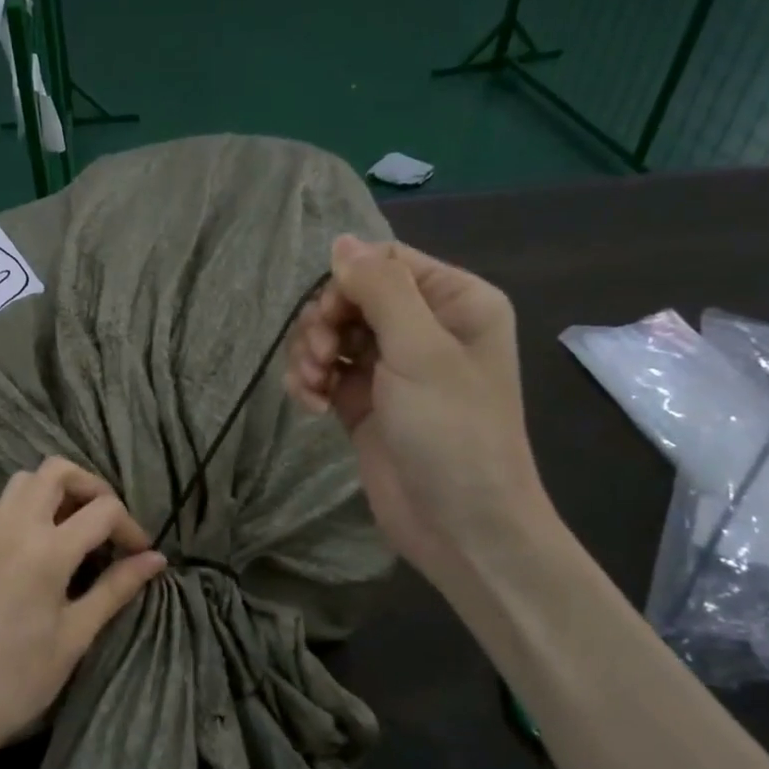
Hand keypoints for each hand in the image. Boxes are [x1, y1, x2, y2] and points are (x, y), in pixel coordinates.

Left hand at [0, 456, 165, 763]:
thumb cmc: (21, 678)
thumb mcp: (77, 634)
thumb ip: (116, 588)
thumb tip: (156, 559)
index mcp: (47, 551)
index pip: (103, 511)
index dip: (131, 528)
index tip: (141, 555)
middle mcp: (15, 528)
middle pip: (56, 471)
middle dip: (91, 487)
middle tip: (108, 523)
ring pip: (22, 480)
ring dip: (54, 490)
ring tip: (73, 526)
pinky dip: (15, 506)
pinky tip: (28, 536)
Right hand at [283, 235, 551, 578]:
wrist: (459, 526)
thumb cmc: (452, 433)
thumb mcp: (420, 351)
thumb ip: (380, 290)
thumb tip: (341, 242)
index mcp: (454, 302)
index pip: (384, 263)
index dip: (346, 284)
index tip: (331, 319)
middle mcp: (423, 328)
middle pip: (350, 297)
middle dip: (322, 324)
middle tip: (319, 358)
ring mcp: (391, 368)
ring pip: (330, 335)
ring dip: (309, 355)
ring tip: (313, 388)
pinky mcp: (364, 403)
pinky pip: (325, 372)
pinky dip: (310, 382)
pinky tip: (311, 405)